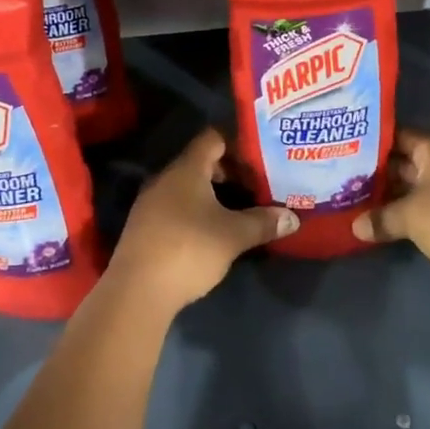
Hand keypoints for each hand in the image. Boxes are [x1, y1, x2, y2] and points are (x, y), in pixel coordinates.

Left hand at [107, 128, 298, 311]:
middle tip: (258, 184)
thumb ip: (263, 223)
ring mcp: (151, 203)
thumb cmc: (189, 250)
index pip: (213, 138)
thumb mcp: (233, 236)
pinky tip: (214, 230)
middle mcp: (165, 179)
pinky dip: (197, 210)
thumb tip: (292, 217)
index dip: (237, 142)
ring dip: (213, 194)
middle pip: (201, 162)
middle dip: (230, 171)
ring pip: (188, 187)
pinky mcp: (145, 226)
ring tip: (241, 208)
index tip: (261, 156)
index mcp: (186, 170)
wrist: (137, 290)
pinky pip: (176, 206)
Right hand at [352, 130, 429, 306]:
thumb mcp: (410, 218)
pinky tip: (391, 221)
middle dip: (382, 172)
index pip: (401, 136)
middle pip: (410, 161)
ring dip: (397, 194)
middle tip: (348, 178)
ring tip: (362, 201)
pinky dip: (414, 210)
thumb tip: (356, 226)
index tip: (349, 150)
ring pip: (422, 185)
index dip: (376, 142)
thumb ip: (380, 218)